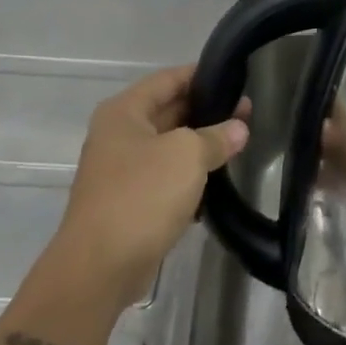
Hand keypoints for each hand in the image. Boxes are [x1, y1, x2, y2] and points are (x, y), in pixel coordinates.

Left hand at [43, 66, 248, 310]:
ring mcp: (122, 170)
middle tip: (246, 113)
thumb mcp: (187, 156)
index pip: (168, 79)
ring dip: (200, 147)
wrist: (99, 269)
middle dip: (207, 112)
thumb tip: (239, 128)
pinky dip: (189, 178)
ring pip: (169, 147)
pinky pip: (165, 178)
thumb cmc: (141, 196)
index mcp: (124, 112)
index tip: (235, 77)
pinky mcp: (129, 202)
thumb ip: (216, 137)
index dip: (202, 75)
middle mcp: (119, 135)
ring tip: (239, 144)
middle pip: (169, 111)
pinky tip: (218, 183)